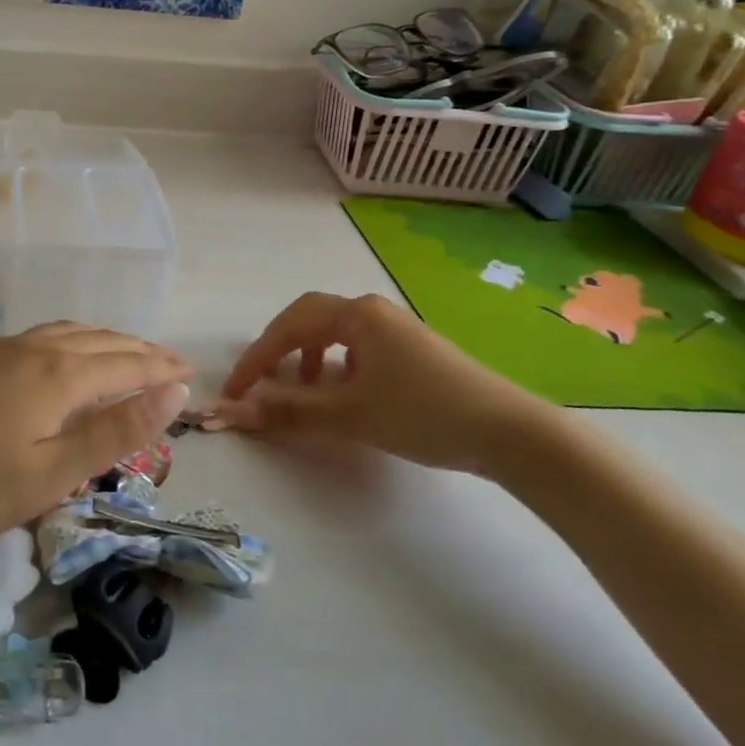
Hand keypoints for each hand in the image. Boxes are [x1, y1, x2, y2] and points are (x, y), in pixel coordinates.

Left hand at [0, 322, 193, 555]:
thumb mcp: (48, 474)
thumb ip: (114, 431)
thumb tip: (174, 393)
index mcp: (59, 376)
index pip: (127, 363)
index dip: (162, 369)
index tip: (191, 374)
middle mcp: (35, 348)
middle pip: (101, 341)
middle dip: (140, 350)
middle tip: (168, 363)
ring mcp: (0, 347)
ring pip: (69, 332)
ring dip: (105, 340)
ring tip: (125, 351)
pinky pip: (40, 335)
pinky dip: (71, 340)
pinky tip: (63, 353)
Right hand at [213, 292, 552, 474]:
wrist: (511, 433)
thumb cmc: (423, 413)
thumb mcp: (350, 414)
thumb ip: (288, 411)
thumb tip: (233, 413)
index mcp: (356, 314)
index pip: (289, 326)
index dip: (256, 358)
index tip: (234, 392)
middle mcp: (373, 312)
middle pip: (310, 319)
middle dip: (279, 349)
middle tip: (262, 382)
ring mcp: (396, 330)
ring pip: (336, 333)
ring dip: (308, 357)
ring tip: (303, 390)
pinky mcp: (413, 351)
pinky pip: (359, 347)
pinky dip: (337, 365)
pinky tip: (344, 393)